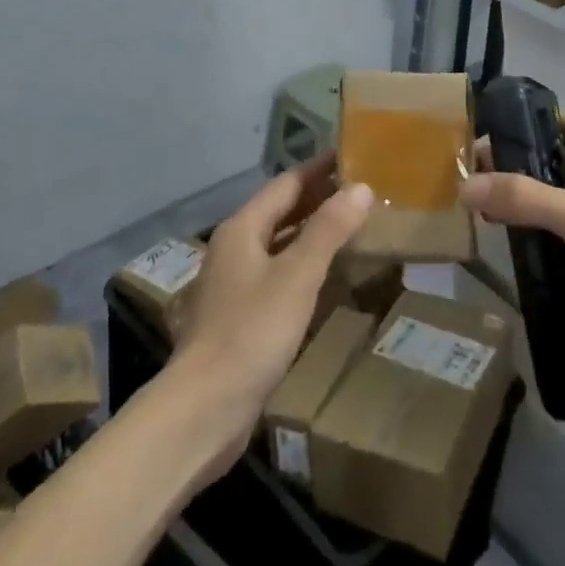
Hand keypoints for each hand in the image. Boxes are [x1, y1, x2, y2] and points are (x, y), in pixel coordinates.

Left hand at [168, 154, 372, 478]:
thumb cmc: (251, 332)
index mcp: (242, 228)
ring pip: (278, 244)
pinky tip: (324, 277)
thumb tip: (360, 187)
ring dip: (311, 232)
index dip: (319, 169)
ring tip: (349, 226)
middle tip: (360, 189)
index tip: (351, 156)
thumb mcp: (297, 276)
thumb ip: (328, 230)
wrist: (204, 409)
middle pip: (280, 211)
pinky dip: (302, 265)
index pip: (287, 184)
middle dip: (317, 198)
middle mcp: (234, 248)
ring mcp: (233, 284)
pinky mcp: (238, 316)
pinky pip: (276, 274)